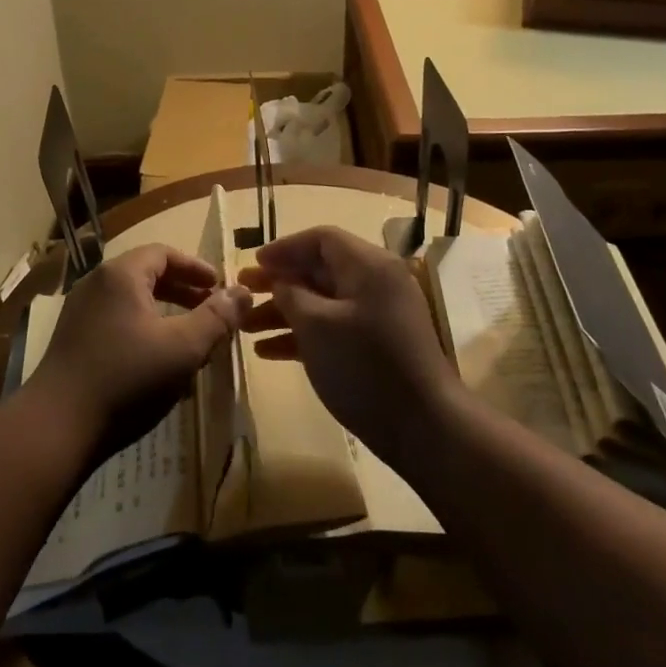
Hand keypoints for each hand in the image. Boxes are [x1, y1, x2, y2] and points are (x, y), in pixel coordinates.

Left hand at [29, 244, 250, 460]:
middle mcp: (96, 284)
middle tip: (210, 308)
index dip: (195, 267)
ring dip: (164, 311)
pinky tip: (158, 361)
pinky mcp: (73, 339)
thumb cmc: (127, 378)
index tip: (219, 287)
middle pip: (146, 273)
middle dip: (182, 289)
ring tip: (190, 335)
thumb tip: (242, 291)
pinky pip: (116, 320)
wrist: (58, 425)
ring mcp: (80, 311)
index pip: (163, 253)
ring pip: (131, 300)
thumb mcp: (183, 348)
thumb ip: (216, 317)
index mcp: (120, 275)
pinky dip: (143, 328)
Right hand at [238, 226, 456, 463]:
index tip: (253, 264)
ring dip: (283, 311)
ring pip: (322, 302)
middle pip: (319, 270)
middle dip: (279, 282)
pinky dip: (302, 334)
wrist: (424, 427)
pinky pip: (333, 327)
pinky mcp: (376, 345)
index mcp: (368, 266)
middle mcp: (376, 283)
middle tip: (242, 292)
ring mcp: (378, 315)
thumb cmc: (365, 366)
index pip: (321, 239)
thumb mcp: (316, 325)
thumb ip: (291, 294)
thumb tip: (280, 281)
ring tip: (245, 326)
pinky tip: (268, 351)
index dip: (284, 248)